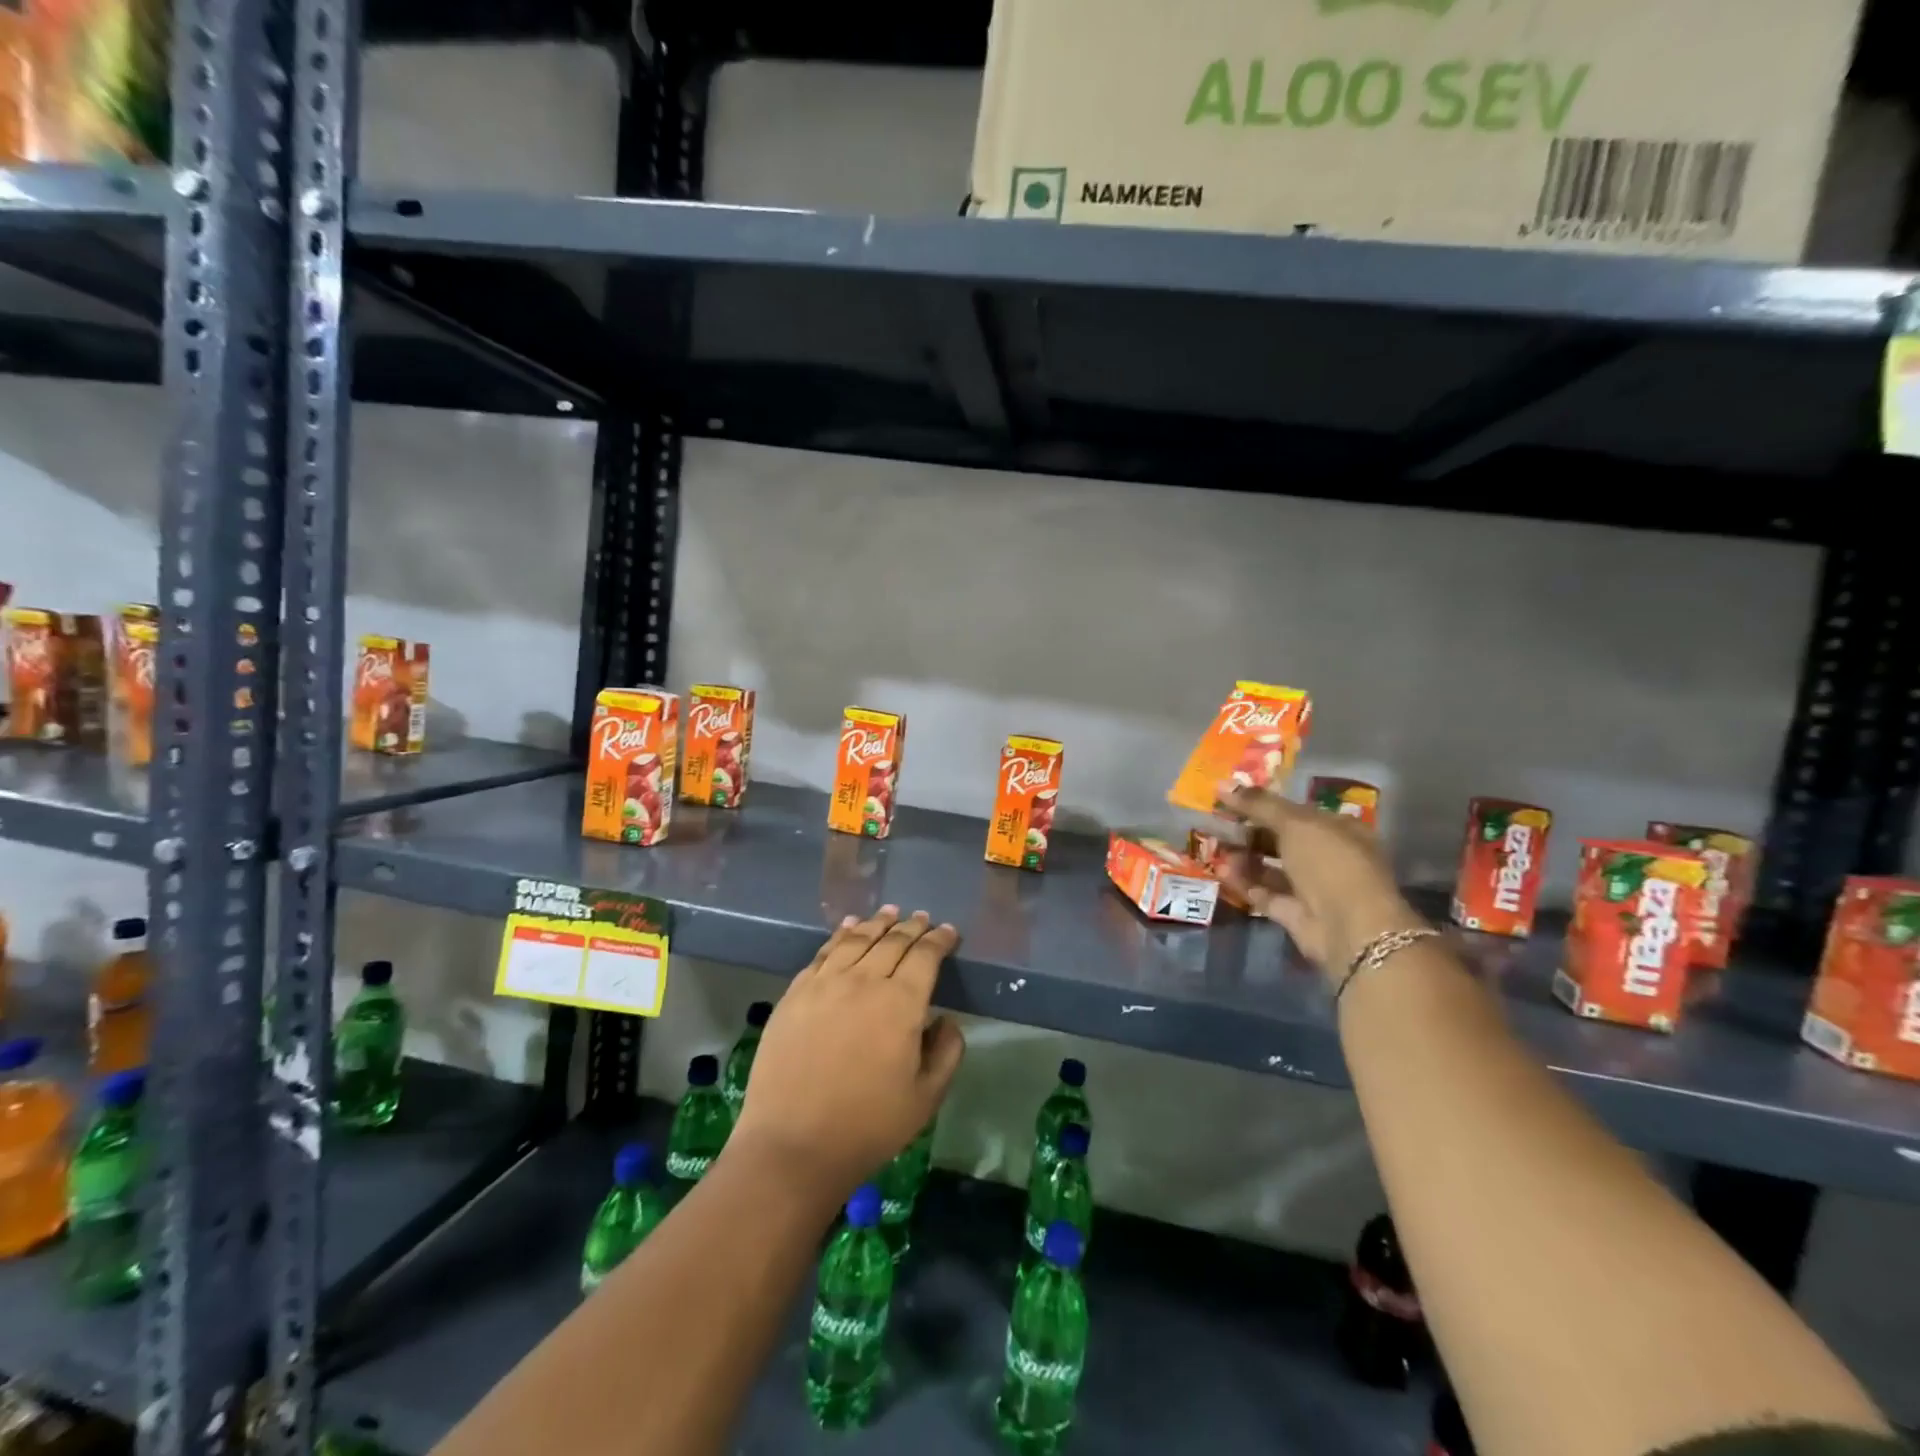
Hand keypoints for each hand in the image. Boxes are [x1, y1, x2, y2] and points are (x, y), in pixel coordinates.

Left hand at [730, 906, 965, 1206]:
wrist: (792, 1145)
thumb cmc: (868, 1126)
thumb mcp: (926, 1098)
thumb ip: (946, 1052)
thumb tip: (945, 1020)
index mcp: (901, 1003)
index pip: (925, 956)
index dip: (939, 940)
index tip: (949, 933)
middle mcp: (864, 981)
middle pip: (892, 942)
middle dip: (911, 927)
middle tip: (922, 918)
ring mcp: (825, 984)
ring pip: (856, 940)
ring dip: (876, 923)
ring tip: (889, 912)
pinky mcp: (795, 994)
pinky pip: (822, 953)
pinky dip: (839, 935)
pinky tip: (847, 928)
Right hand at [1217, 785, 1427, 984]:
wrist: (1350, 927)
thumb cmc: (1330, 862)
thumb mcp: (1295, 823)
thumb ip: (1258, 804)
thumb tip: (1223, 784)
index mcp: (1340, 830)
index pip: (1298, 812)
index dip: (1266, 804)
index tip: (1233, 799)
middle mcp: (1328, 858)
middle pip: (1283, 840)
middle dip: (1250, 831)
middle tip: (1218, 822)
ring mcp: (1313, 888)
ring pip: (1272, 868)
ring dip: (1244, 857)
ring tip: (1215, 846)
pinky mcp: (1296, 914)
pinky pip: (1265, 894)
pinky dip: (1245, 883)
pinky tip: (1221, 871)